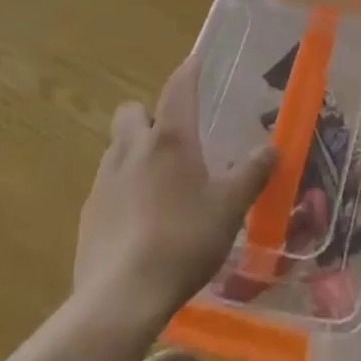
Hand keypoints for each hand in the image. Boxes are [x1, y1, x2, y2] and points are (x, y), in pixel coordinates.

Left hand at [75, 58, 276, 328]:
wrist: (119, 299)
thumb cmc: (183, 241)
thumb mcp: (230, 208)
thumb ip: (252, 173)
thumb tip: (273, 147)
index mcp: (171, 138)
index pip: (178, 88)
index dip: (189, 71)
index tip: (195, 62)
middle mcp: (133, 148)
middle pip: (132, 111)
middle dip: (149, 115)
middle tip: (172, 138)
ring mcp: (104, 181)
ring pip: (117, 148)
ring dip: (135, 152)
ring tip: (159, 182)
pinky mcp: (88, 215)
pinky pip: (106, 186)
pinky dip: (122, 190)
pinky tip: (139, 220)